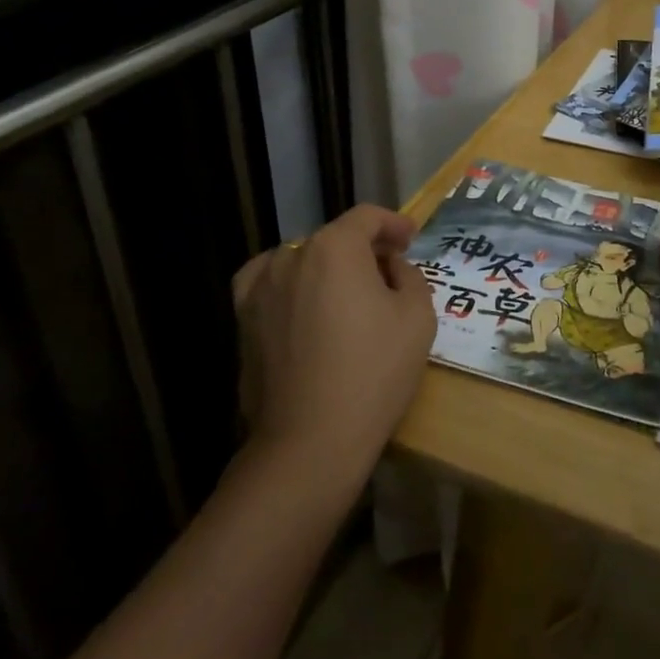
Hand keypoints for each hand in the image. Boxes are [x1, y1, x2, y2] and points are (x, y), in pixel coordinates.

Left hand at [231, 205, 435, 488]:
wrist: (310, 441)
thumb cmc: (373, 372)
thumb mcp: (417, 317)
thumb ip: (409, 276)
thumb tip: (390, 266)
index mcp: (335, 248)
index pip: (367, 217)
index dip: (394, 223)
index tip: (411, 240)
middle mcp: (291, 256)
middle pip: (335, 238)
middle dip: (364, 249)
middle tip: (389, 274)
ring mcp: (260, 288)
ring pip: (302, 260)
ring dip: (328, 268)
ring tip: (348, 294)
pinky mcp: (242, 320)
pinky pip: (268, 284)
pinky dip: (289, 283)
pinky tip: (302, 302)